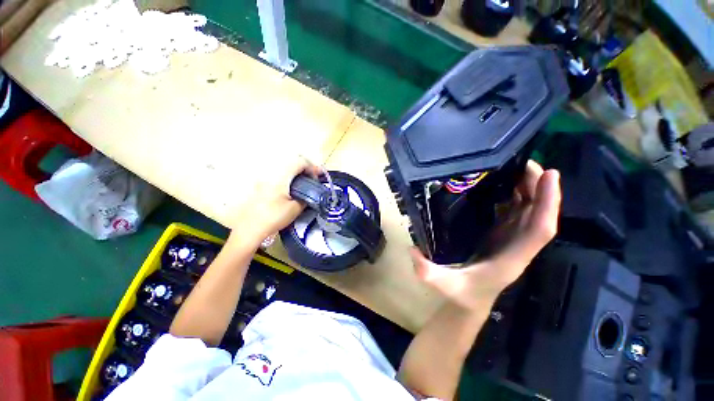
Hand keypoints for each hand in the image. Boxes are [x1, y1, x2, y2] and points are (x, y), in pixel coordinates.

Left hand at [228, 156, 318, 246]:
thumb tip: (311, 193)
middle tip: (312, 180)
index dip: (311, 168)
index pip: (299, 162)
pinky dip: (288, 180)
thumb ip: (306, 198)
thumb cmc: (273, 218)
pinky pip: (278, 177)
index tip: (317, 178)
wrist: (249, 230)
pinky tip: (291, 190)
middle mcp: (271, 174)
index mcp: (280, 177)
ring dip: (296, 175)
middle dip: (304, 170)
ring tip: (303, 185)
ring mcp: (263, 179)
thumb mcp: (295, 209)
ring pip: (284, 170)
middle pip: (292, 163)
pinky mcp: (260, 186)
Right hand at [410, 161, 560, 310]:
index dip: (547, 204)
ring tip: (518, 168)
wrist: (468, 302)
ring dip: (529, 190)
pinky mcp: (501, 237)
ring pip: (529, 213)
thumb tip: (412, 250)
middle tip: (527, 163)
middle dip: (539, 189)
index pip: (538, 230)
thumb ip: (428, 272)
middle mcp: (517, 247)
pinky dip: (516, 198)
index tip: (548, 175)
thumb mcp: (443, 285)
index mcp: (510, 259)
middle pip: (537, 216)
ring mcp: (510, 241)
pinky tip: (506, 185)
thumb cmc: (461, 294)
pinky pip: (516, 215)